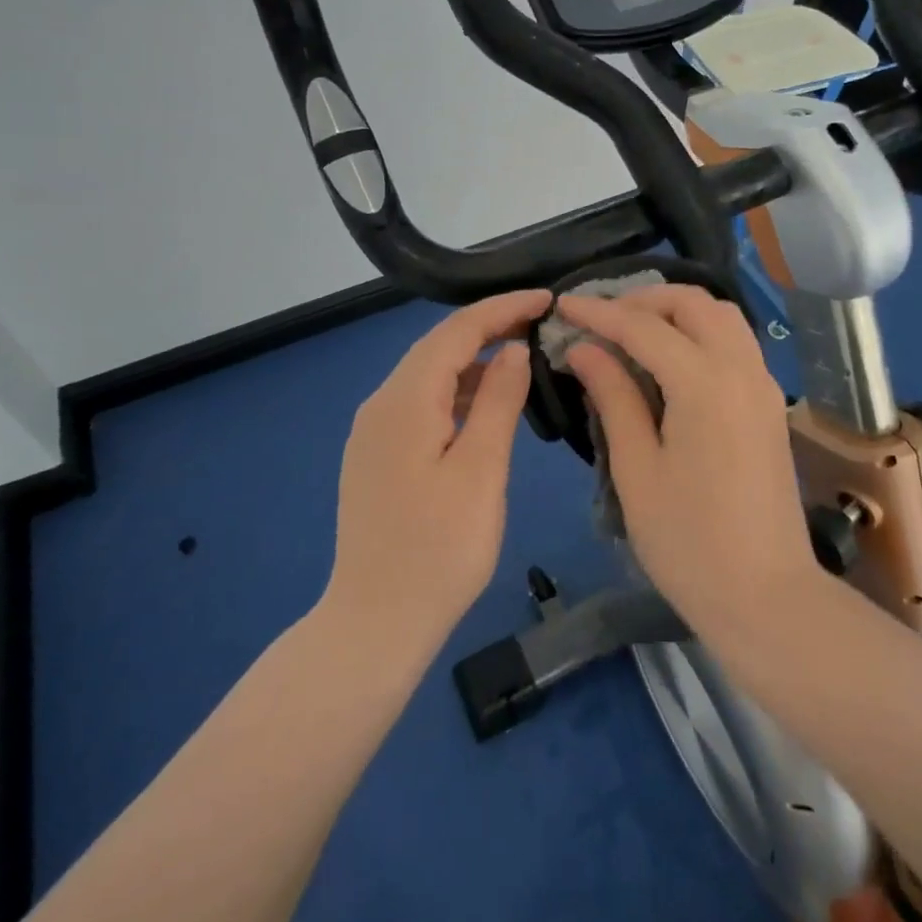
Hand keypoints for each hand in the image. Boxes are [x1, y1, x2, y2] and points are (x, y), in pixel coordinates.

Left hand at [322, 289, 548, 658]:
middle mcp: (381, 403)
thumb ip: (498, 402)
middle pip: (438, 347)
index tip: (547, 299)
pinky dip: (457, 392)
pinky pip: (421, 404)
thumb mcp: (481, 471)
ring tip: (523, 359)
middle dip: (489, 328)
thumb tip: (513, 350)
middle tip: (541, 324)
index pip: (457, 331)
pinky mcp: (377, 454)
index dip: (503, 308)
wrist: (375, 622)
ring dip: (474, 361)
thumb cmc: (438, 550)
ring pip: (429, 375)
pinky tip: (486, 407)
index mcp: (405, 400)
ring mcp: (374, 430)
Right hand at [558, 286, 819, 636]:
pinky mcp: (770, 405)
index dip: (599, 312)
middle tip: (602, 318)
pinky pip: (736, 343)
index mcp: (705, 383)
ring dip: (677, 311)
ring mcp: (763, 385)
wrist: (767, 596)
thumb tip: (584, 348)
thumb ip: (613, 397)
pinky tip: (670, 360)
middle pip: (694, 303)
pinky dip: (700, 332)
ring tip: (633, 332)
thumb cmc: (689, 542)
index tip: (563, 304)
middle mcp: (742, 369)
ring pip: (722, 317)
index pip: (643, 326)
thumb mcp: (637, 469)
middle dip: (644, 299)